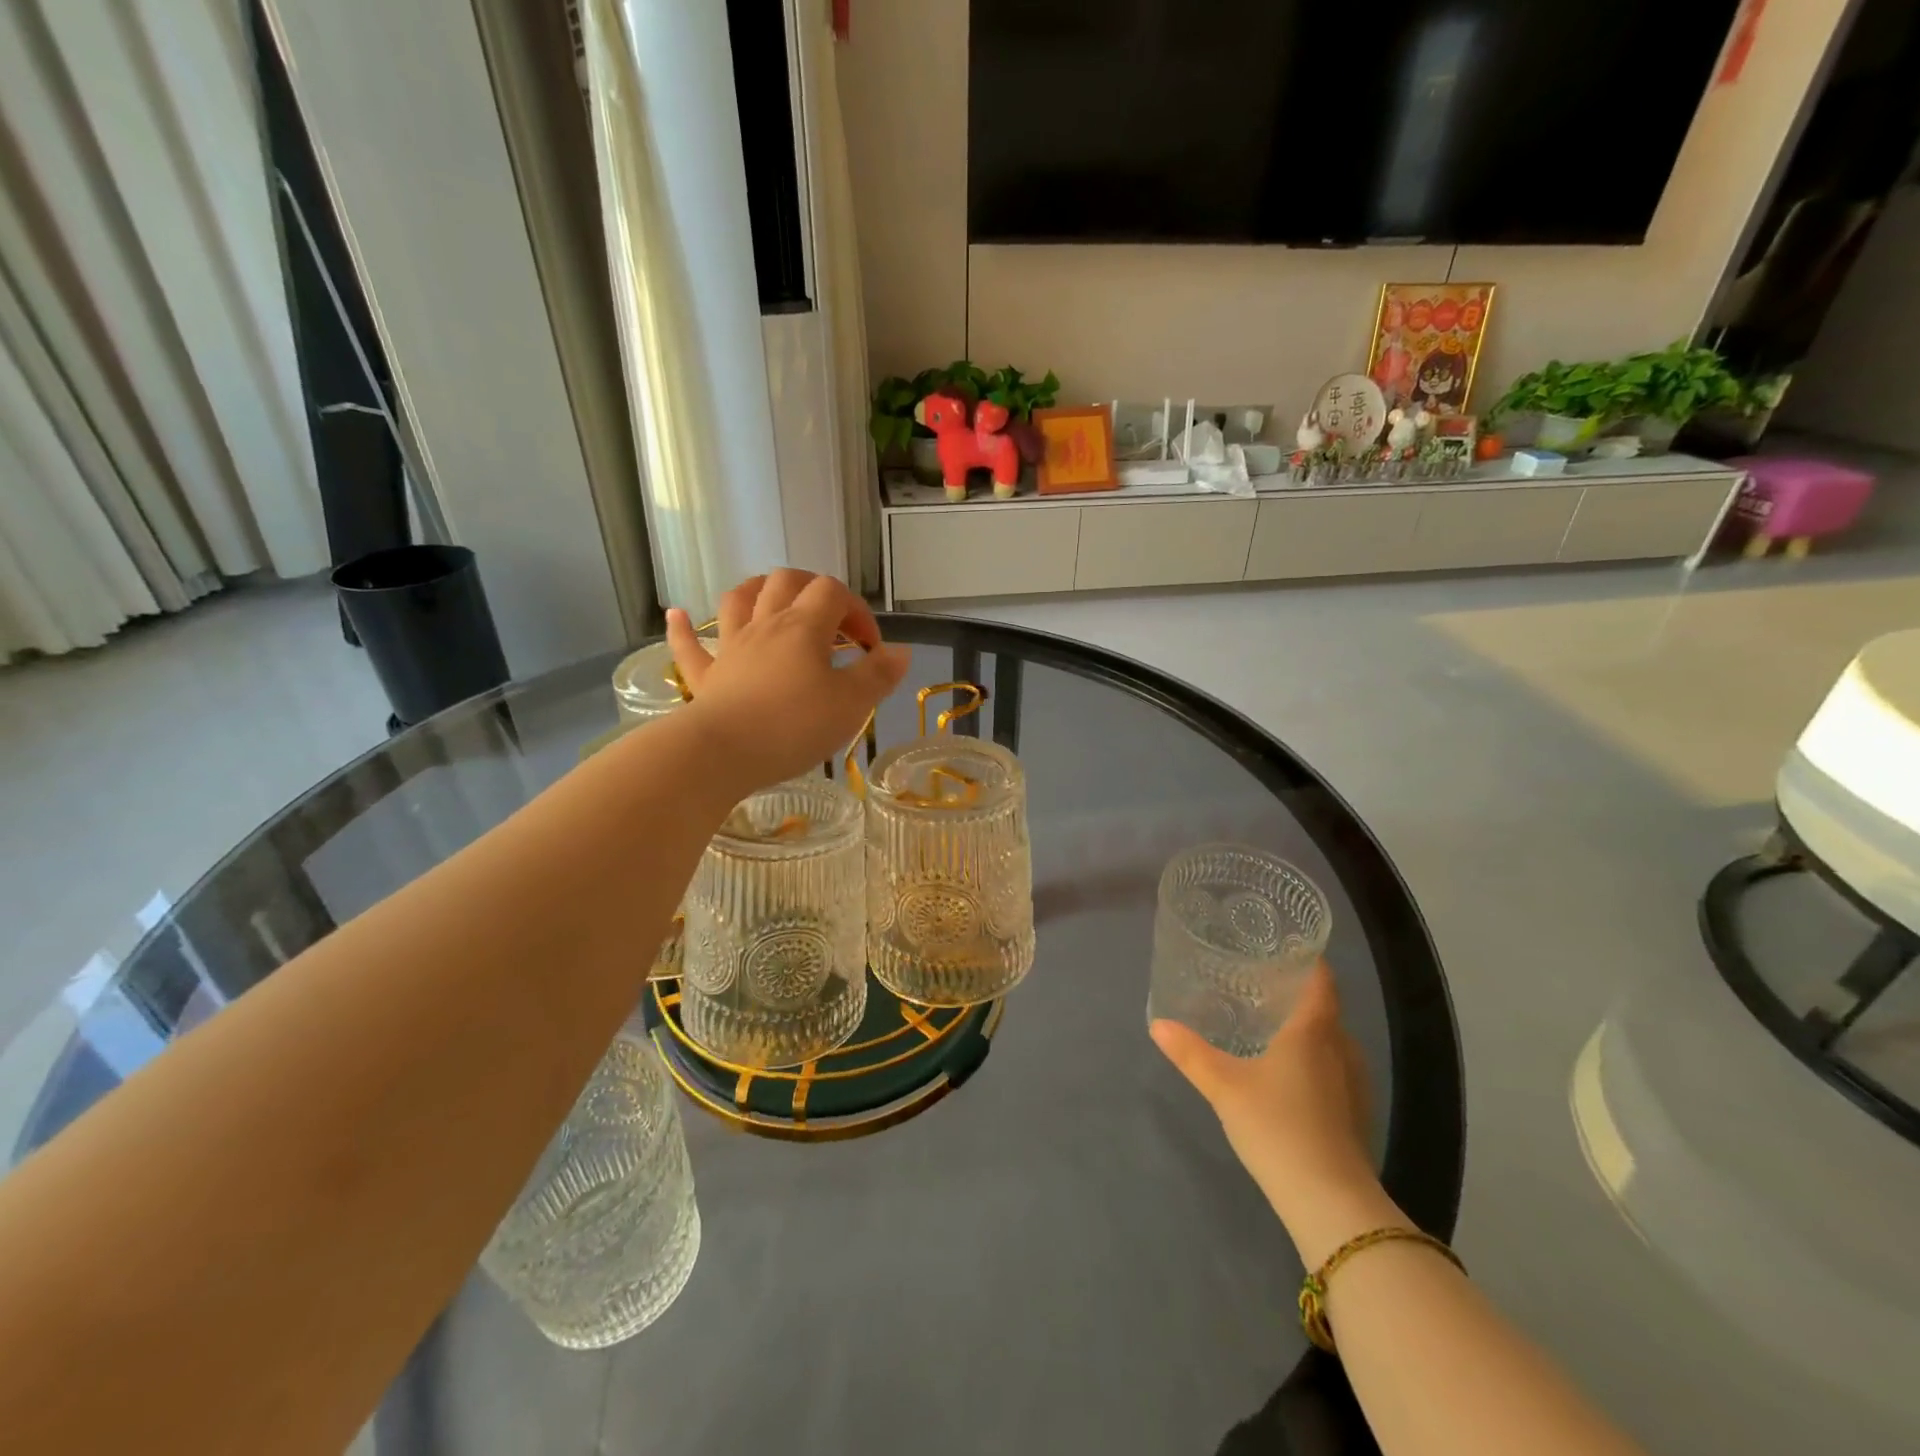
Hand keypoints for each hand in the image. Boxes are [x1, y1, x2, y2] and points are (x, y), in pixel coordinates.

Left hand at [666, 571, 909, 792]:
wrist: (723, 753)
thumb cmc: (794, 726)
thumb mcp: (852, 704)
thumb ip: (879, 675)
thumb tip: (900, 652)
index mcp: (804, 627)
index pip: (834, 592)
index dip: (857, 610)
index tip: (870, 647)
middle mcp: (766, 626)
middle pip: (786, 581)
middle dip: (812, 588)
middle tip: (832, 618)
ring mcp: (731, 648)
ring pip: (739, 600)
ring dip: (757, 591)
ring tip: (771, 598)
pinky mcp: (706, 677)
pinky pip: (689, 646)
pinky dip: (684, 628)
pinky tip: (678, 614)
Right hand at [1152, 963, 1400, 1264]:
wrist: (1330, 1201)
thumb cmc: (1277, 1126)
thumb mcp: (1224, 1086)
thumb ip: (1190, 1053)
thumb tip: (1158, 1024)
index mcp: (1313, 1030)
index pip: (1321, 979)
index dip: (1307, 959)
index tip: (1282, 947)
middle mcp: (1340, 1048)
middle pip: (1324, 1008)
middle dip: (1296, 993)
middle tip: (1258, 984)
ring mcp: (1354, 1082)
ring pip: (1330, 1039)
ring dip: (1304, 1028)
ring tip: (1267, 1023)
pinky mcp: (1354, 1112)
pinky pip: (1334, 1066)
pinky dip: (1312, 1057)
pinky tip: (1286, 1070)